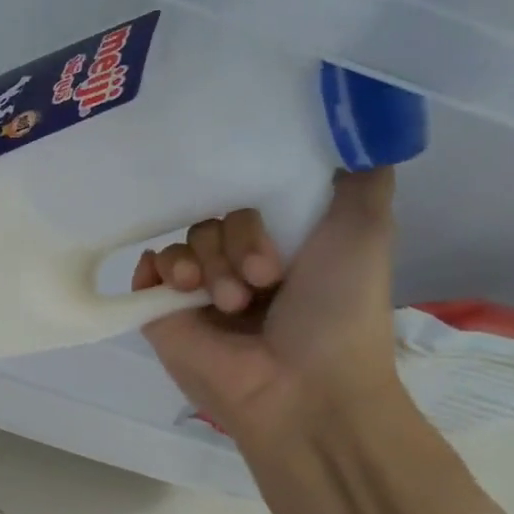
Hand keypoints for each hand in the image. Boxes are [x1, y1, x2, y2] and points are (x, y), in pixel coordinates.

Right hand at [135, 169, 404, 448]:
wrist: (302, 388)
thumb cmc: (339, 312)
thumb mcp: (366, 231)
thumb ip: (360, 177)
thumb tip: (349, 125)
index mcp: (285, 246)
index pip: (252, 196)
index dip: (261, 206)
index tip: (282, 232)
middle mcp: (240, 264)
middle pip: (215, 216)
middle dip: (239, 243)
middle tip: (263, 281)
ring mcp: (198, 290)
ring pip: (184, 239)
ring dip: (208, 263)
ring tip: (228, 302)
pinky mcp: (162, 312)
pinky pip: (147, 267)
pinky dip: (160, 269)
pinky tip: (182, 287)